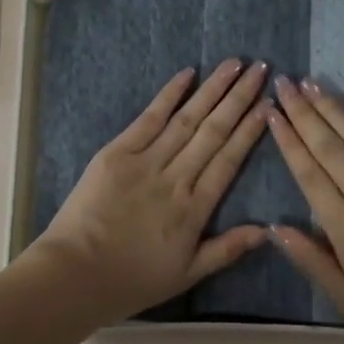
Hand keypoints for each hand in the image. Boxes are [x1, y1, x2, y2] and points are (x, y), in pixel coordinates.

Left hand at [27, 60, 271, 317]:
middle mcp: (177, 178)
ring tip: (234, 63)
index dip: (250, 131)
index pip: (229, 160)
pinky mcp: (117, 152)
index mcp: (195, 208)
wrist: (75, 274)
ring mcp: (146, 161)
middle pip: (214, 131)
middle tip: (260, 69)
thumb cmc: (132, 279)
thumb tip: (266, 230)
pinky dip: (169, 95)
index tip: (268, 105)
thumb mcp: (186, 274)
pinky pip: (149, 118)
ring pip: (187, 119)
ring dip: (212, 89)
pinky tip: (188, 74)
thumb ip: (226, 249)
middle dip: (239, 98)